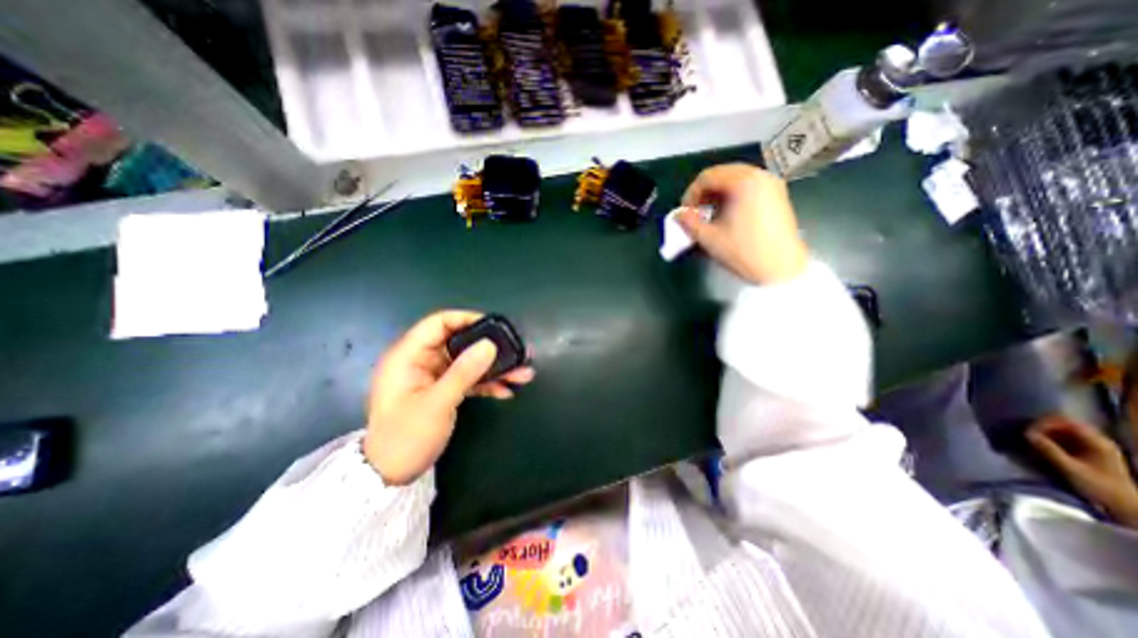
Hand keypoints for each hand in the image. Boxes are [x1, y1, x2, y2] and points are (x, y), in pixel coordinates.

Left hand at [367, 311, 538, 485]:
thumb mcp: (436, 404)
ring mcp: (434, 376)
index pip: (439, 323)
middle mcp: (422, 360)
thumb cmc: (405, 437)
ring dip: (494, 367)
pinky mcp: (444, 389)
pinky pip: (469, 378)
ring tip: (522, 373)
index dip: (467, 319)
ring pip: (469, 361)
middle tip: (516, 351)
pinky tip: (506, 390)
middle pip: (460, 342)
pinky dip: (487, 383)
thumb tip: (490, 345)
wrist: (390, 476)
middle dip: (490, 348)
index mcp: (409, 355)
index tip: (495, 327)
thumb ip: (463, 372)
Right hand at [675, 163, 807, 282]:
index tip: (685, 213)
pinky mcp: (778, 195)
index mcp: (742, 182)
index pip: (707, 177)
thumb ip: (689, 223)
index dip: (690, 194)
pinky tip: (728, 215)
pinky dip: (733, 196)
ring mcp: (772, 184)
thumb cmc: (744, 252)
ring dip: (718, 194)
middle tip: (695, 213)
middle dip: (704, 193)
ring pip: (736, 179)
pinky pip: (749, 186)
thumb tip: (678, 215)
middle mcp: (759, 175)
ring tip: (710, 215)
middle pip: (722, 174)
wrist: (782, 268)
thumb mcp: (709, 238)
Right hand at [1027, 415, 1136, 526]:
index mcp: (1098, 443)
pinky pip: (1065, 438)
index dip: (1044, 423)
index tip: (1028, 431)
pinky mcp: (1089, 452)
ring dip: (1045, 433)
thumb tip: (1026, 434)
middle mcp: (1098, 441)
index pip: (1066, 422)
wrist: (1124, 506)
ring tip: (1031, 440)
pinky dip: (1051, 439)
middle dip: (1043, 427)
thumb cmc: (1099, 488)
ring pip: (1063, 430)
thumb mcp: (1070, 469)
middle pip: (1065, 424)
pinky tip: (1042, 446)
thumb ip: (1049, 450)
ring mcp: (1095, 447)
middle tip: (1027, 435)